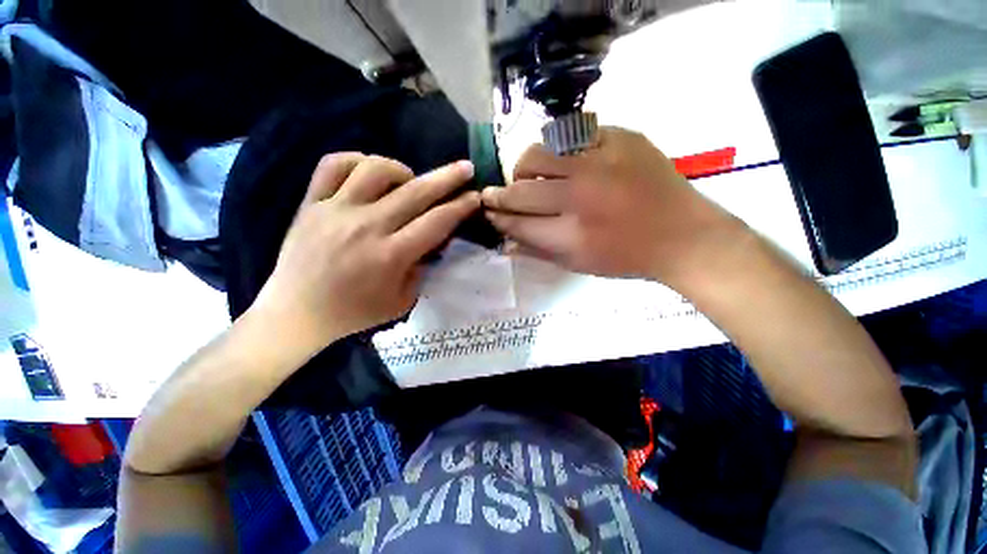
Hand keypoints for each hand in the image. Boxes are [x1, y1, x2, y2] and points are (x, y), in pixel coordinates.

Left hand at [252, 153, 479, 353]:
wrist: (296, 313)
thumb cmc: (355, 312)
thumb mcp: (402, 301)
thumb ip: (422, 268)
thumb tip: (433, 242)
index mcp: (391, 255)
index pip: (436, 222)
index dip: (460, 207)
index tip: (476, 197)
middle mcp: (366, 226)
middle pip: (416, 192)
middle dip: (448, 177)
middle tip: (466, 168)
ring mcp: (336, 210)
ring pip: (375, 169)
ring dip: (402, 170)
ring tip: (410, 181)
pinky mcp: (311, 203)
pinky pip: (333, 166)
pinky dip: (356, 161)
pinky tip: (369, 173)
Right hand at [482, 127, 745, 285]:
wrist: (683, 235)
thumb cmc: (627, 258)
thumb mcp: (579, 264)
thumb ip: (537, 252)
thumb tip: (504, 243)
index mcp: (571, 236)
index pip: (517, 223)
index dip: (498, 218)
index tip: (488, 212)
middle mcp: (581, 196)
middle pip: (520, 190)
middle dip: (499, 195)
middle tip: (494, 195)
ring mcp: (602, 161)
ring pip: (538, 153)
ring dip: (524, 168)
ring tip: (528, 176)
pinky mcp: (621, 137)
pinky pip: (572, 136)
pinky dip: (560, 150)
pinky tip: (564, 162)